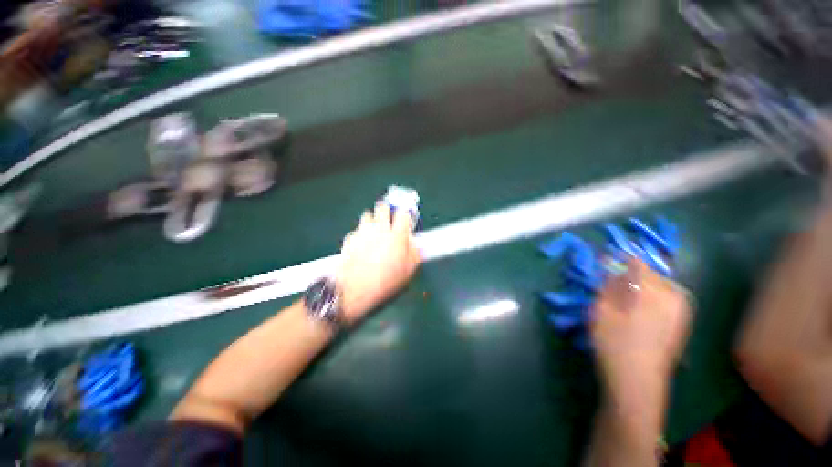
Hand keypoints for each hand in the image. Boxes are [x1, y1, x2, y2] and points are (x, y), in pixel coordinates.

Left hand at [337, 203, 420, 323]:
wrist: (355, 289)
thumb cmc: (386, 281)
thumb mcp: (408, 270)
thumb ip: (414, 252)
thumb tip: (414, 243)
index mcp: (397, 235)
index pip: (403, 213)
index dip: (405, 214)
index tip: (405, 218)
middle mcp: (379, 229)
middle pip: (383, 206)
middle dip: (386, 210)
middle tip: (388, 220)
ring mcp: (362, 231)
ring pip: (367, 215)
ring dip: (372, 220)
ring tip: (374, 233)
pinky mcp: (350, 238)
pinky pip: (357, 230)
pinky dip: (360, 235)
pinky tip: (361, 246)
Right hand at [591, 259, 691, 396]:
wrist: (637, 380)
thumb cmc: (613, 342)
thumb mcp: (601, 310)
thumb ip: (608, 286)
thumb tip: (612, 269)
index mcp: (651, 290)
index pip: (636, 263)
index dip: (618, 261)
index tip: (605, 263)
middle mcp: (672, 295)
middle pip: (650, 273)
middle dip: (631, 275)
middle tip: (613, 286)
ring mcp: (681, 309)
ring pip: (659, 285)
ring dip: (642, 287)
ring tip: (625, 299)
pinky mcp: (682, 321)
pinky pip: (667, 298)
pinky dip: (652, 297)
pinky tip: (639, 310)